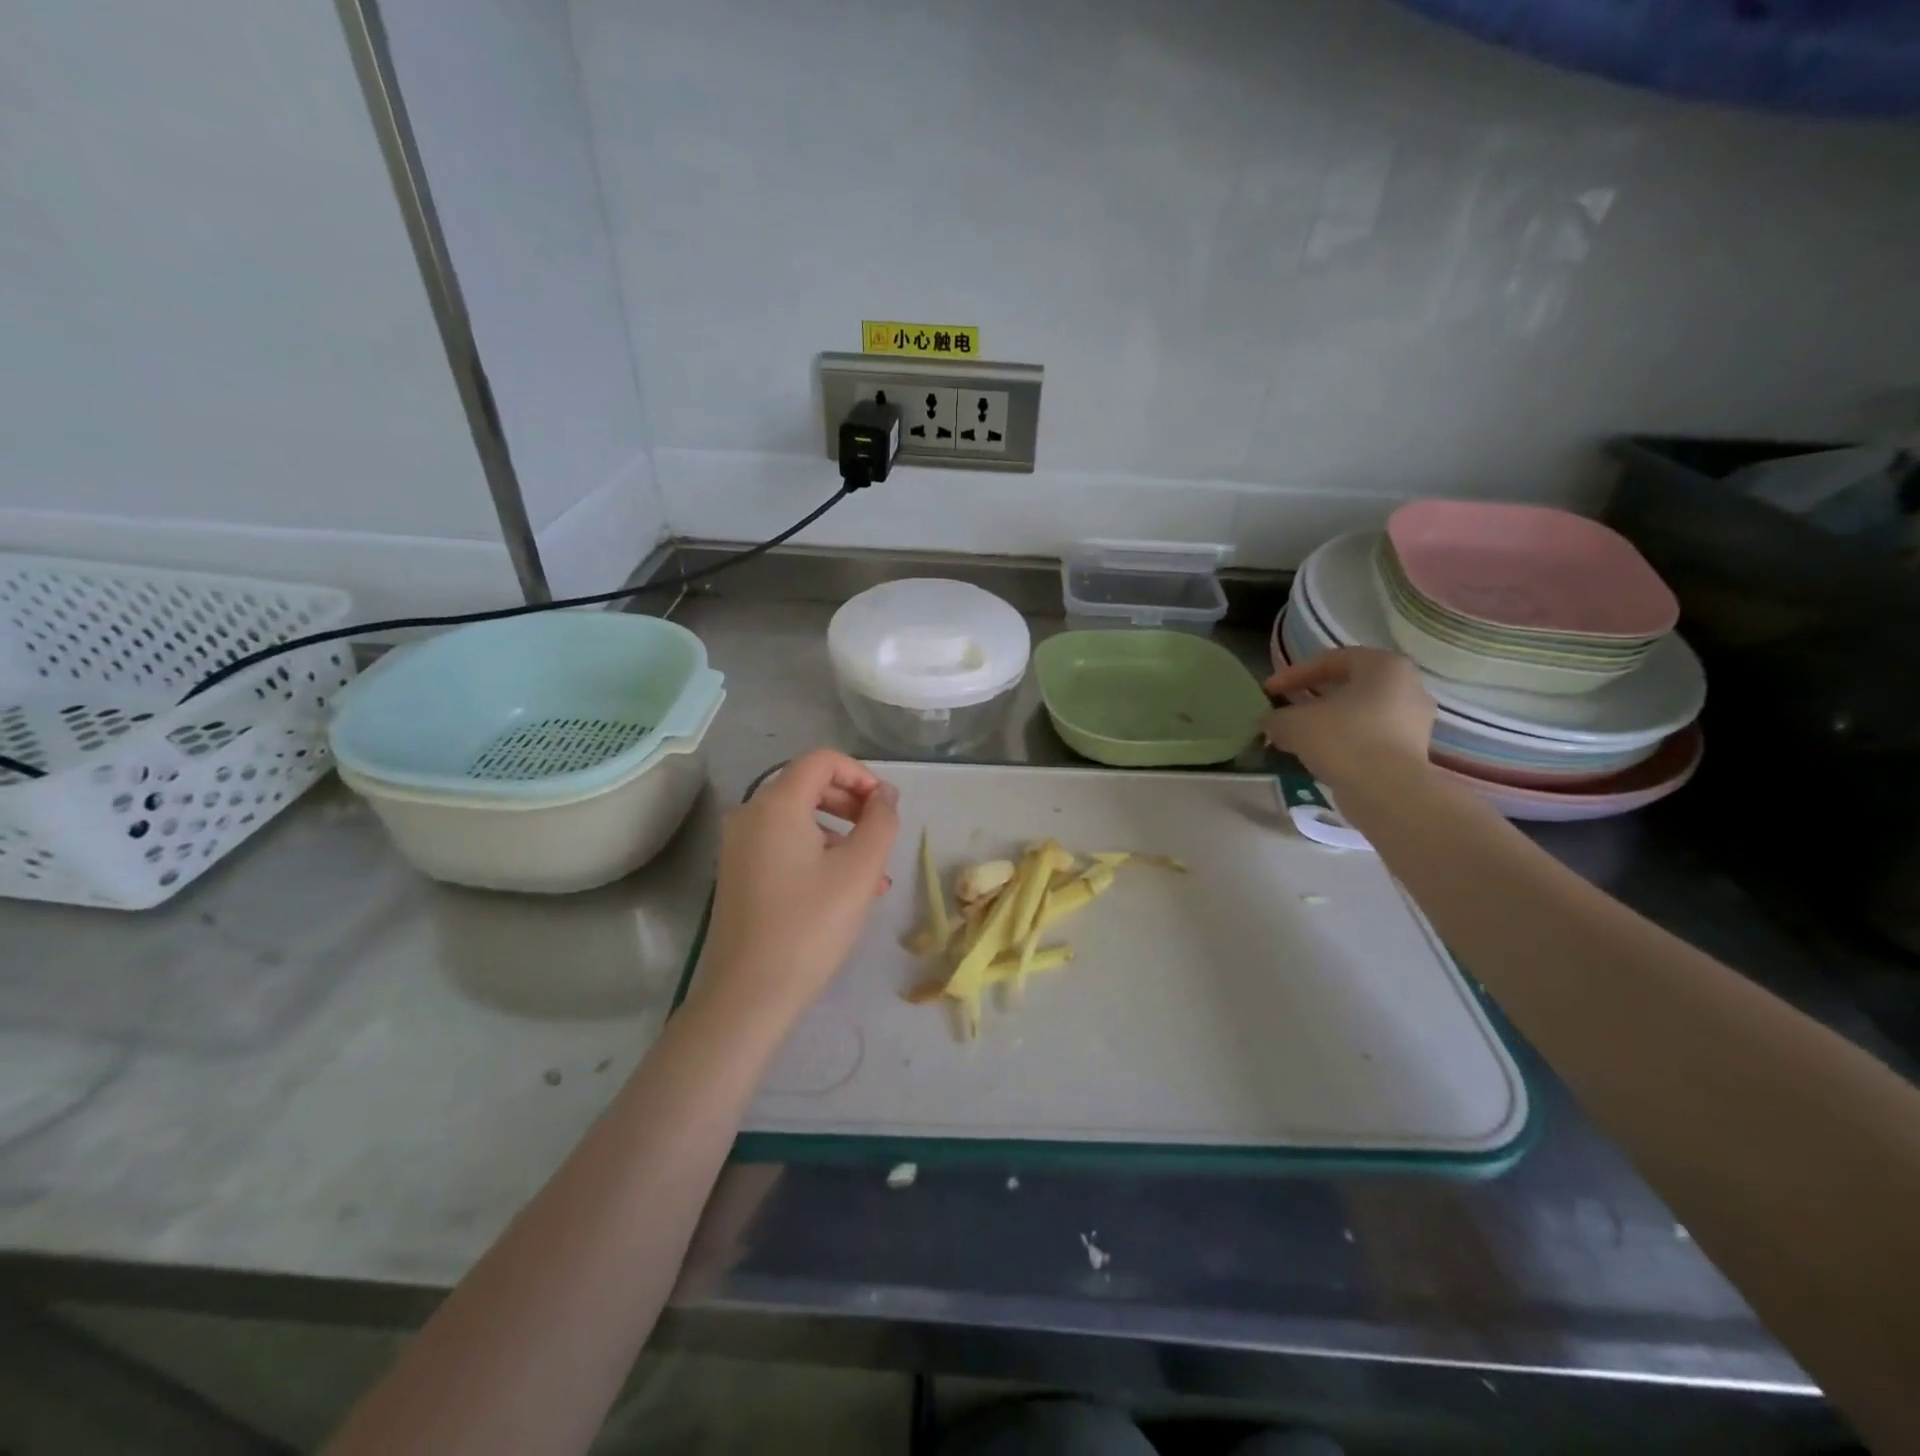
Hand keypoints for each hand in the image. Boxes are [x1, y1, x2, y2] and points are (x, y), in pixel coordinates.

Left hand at [693, 749, 899, 1026]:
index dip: (862, 775)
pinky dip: (817, 853)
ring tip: (872, 874)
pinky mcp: (738, 873)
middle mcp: (750, 814)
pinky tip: (844, 891)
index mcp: (776, 804)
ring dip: (840, 834)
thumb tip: (885, 794)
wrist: (748, 995)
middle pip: (808, 786)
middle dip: (852, 804)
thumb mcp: (860, 869)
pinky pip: (783, 844)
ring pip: (799, 819)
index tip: (887, 808)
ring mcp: (739, 845)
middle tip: (881, 837)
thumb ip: (880, 821)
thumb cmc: (810, 925)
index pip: (823, 761)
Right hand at [1263, 647, 1435, 789]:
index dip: (1292, 674)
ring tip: (1297, 736)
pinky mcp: (1412, 750)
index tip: (1268, 691)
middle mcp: (1407, 685)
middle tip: (1285, 710)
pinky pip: (1370, 735)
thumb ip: (1277, 717)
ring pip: (1359, 712)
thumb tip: (1270, 722)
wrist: (1388, 792)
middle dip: (1312, 697)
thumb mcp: (1294, 723)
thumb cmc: (1343, 739)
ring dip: (1327, 721)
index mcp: (1384, 665)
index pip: (1330, 660)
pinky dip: (1343, 740)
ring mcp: (1414, 720)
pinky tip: (1320, 754)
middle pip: (1348, 686)